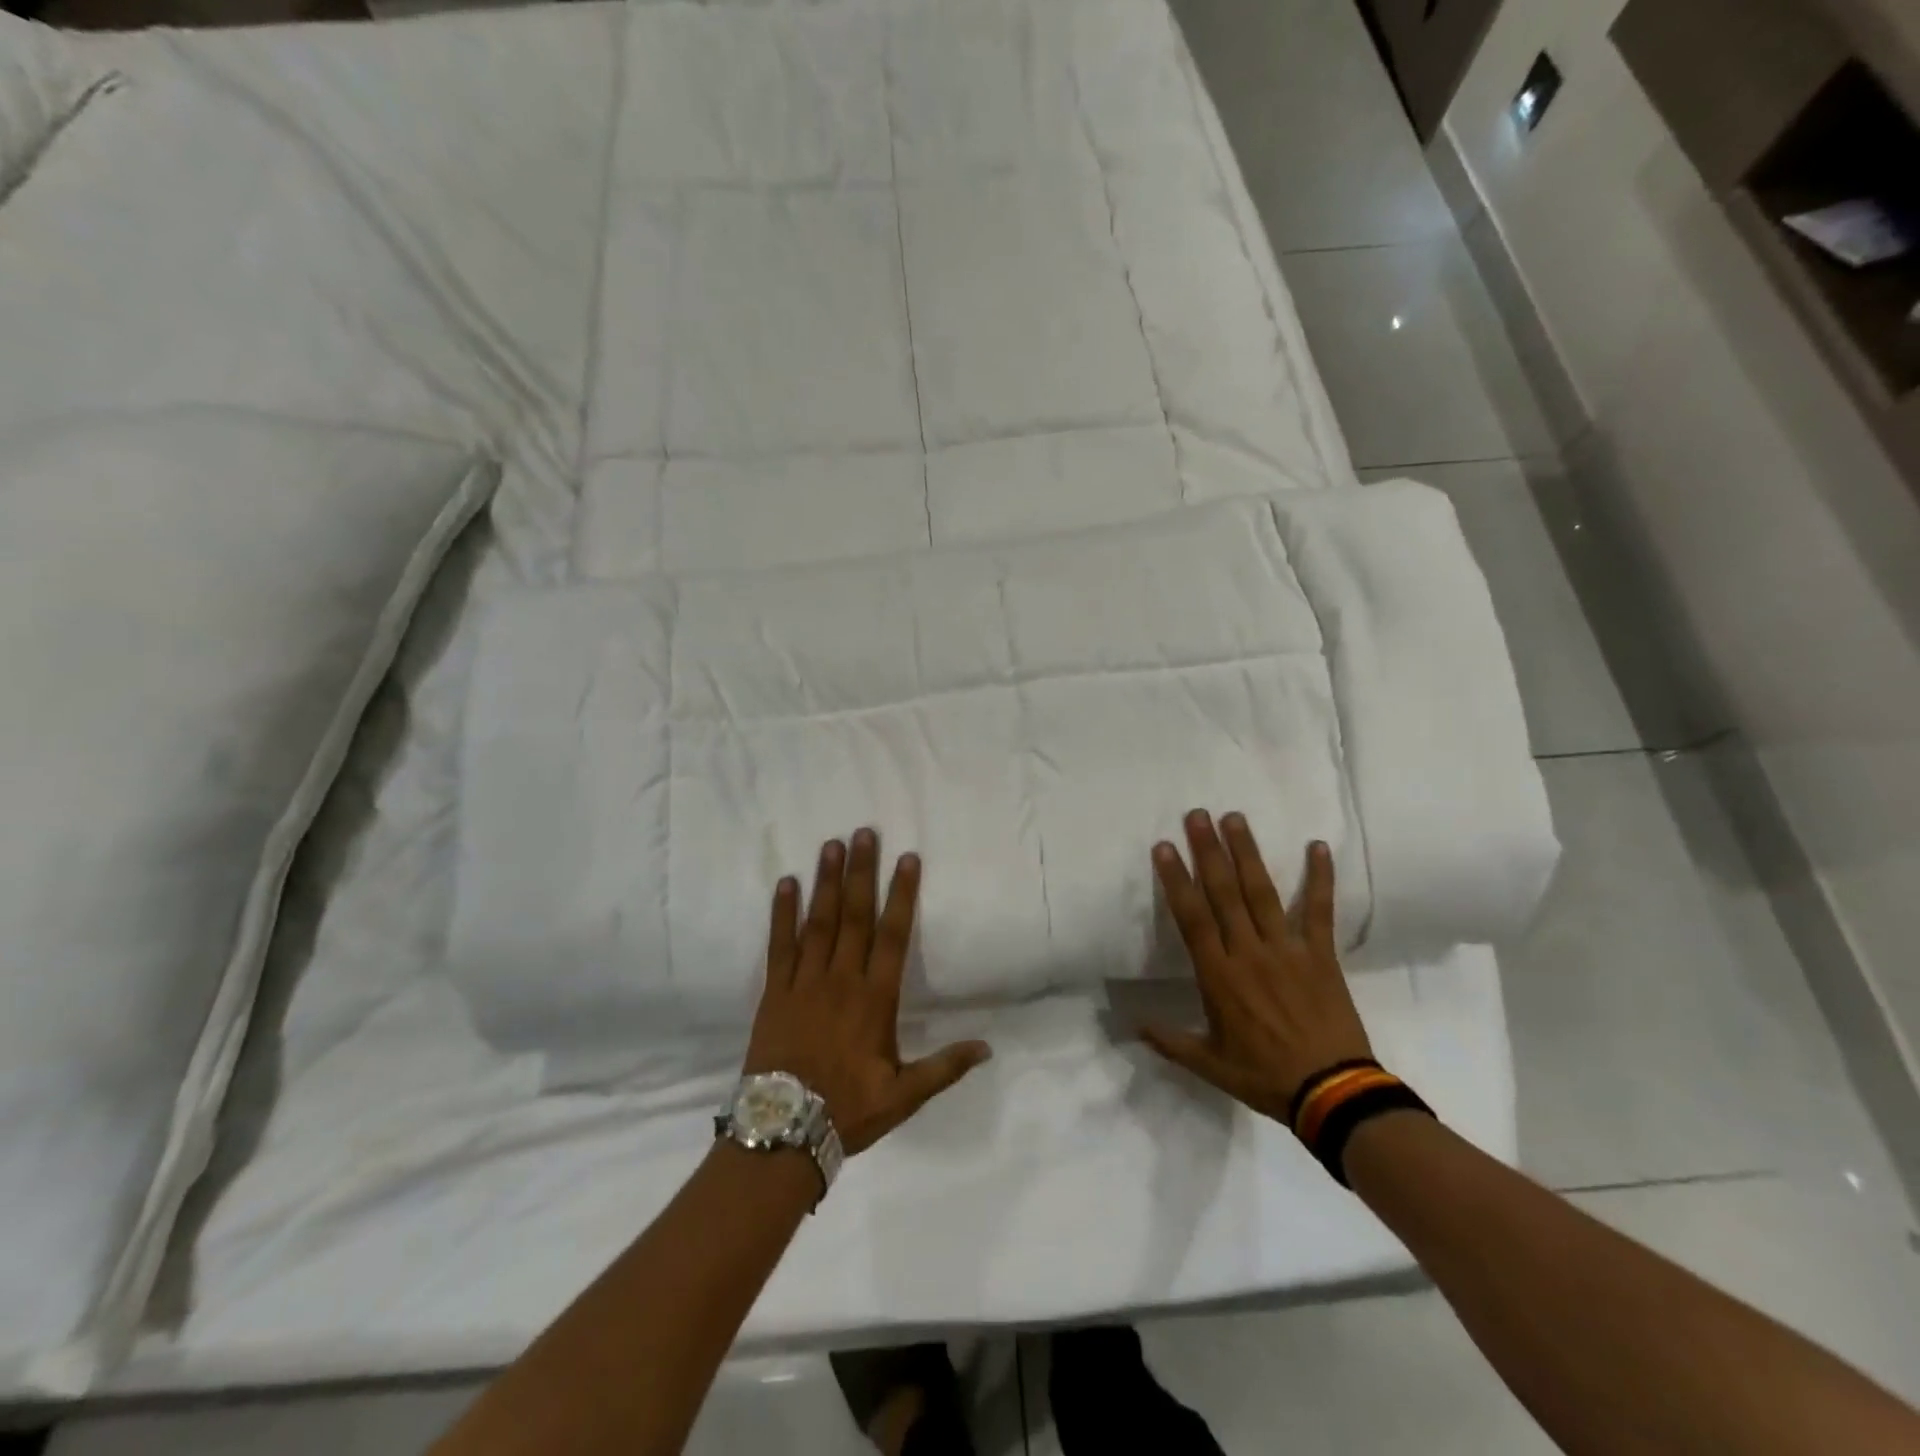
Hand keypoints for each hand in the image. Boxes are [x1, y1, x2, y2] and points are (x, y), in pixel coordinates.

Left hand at [743, 830, 991, 1155]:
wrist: (782, 1133)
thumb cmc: (848, 1110)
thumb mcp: (904, 1096)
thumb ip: (944, 1068)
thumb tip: (987, 1048)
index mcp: (875, 1000)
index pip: (893, 936)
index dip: (902, 895)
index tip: (908, 859)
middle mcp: (841, 980)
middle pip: (855, 917)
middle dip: (862, 872)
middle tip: (864, 832)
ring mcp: (804, 983)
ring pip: (819, 922)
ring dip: (826, 882)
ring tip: (831, 845)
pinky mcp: (774, 992)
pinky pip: (779, 945)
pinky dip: (782, 913)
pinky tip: (786, 884)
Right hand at [1142, 811, 1372, 1122]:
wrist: (1332, 1093)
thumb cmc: (1265, 1076)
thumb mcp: (1209, 1065)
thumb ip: (1170, 1041)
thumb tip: (1132, 1025)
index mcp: (1218, 975)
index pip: (1192, 917)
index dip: (1177, 880)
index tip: (1165, 846)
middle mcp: (1249, 952)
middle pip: (1224, 893)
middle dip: (1209, 851)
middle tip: (1198, 815)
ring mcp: (1287, 950)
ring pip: (1262, 893)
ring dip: (1248, 854)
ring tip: (1235, 819)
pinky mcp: (1321, 955)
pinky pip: (1320, 911)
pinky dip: (1320, 878)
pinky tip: (1318, 847)